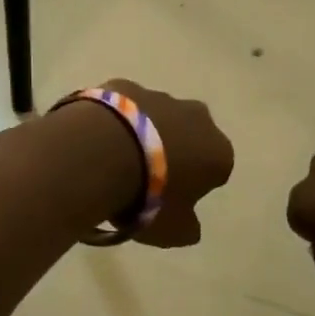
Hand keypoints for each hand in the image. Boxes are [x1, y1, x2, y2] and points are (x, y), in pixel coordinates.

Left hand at [103, 79, 233, 248]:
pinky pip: (124, 106)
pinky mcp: (122, 85)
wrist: (99, 152)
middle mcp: (195, 116)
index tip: (174, 199)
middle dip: (174, 149)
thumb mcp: (174, 230)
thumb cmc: (147, 197)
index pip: (216, 169)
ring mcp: (158, 95)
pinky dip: (116, 119)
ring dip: (144, 132)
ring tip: (116, 159)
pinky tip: (97, 139)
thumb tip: (190, 223)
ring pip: (156, 116)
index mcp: (217, 150)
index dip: (196, 185)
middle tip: (147, 176)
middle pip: (190, 135)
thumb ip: (188, 226)